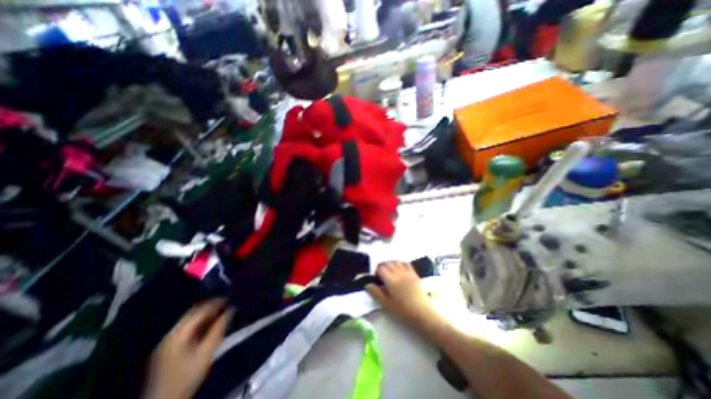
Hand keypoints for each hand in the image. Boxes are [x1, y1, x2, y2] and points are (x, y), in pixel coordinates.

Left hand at [144, 299, 233, 398]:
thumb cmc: (187, 377)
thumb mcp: (207, 352)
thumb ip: (219, 329)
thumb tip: (231, 310)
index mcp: (178, 334)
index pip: (199, 310)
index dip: (216, 303)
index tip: (230, 299)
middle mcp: (170, 335)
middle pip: (192, 313)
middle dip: (210, 307)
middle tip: (226, 305)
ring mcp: (167, 343)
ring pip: (189, 320)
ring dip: (205, 315)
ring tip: (220, 314)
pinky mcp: (167, 350)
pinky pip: (186, 329)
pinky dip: (199, 324)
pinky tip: (208, 327)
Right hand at [367, 261, 439, 327]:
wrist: (423, 314)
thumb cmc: (403, 311)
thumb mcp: (386, 305)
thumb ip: (376, 294)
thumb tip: (368, 284)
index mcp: (391, 280)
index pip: (381, 269)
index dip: (376, 271)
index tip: (376, 278)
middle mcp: (398, 273)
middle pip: (388, 263)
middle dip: (383, 266)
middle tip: (381, 274)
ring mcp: (407, 273)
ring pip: (396, 262)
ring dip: (391, 263)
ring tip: (389, 270)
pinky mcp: (414, 274)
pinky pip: (406, 263)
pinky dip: (400, 263)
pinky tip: (399, 268)